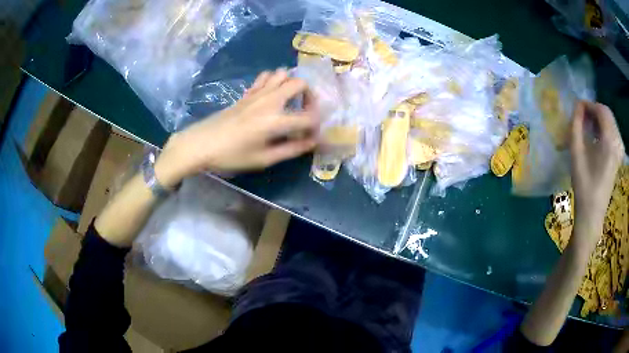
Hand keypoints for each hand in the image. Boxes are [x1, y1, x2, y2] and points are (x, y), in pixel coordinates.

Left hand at [154, 69, 318, 186]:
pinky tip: (272, 95)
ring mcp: (257, 93)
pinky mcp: (247, 92)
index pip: (308, 117)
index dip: (316, 126)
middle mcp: (269, 100)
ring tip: (290, 101)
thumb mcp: (263, 159)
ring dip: (291, 84)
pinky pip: (266, 77)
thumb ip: (291, 149)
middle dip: (310, 96)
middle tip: (306, 111)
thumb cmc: (231, 155)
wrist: (201, 144)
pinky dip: (274, 81)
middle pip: (300, 84)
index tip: (313, 135)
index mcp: (275, 120)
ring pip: (282, 74)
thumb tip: (311, 142)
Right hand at [570, 101, 623, 247]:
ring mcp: (619, 149)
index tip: (577, 107)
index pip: (601, 110)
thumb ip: (576, 125)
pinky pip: (613, 131)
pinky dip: (604, 128)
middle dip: (594, 110)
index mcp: (609, 141)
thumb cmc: (583, 184)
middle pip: (607, 113)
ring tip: (588, 126)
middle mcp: (617, 141)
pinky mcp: (619, 155)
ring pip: (610, 121)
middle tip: (582, 117)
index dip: (589, 105)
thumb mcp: (576, 153)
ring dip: (599, 119)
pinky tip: (597, 136)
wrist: (592, 213)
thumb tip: (577, 106)